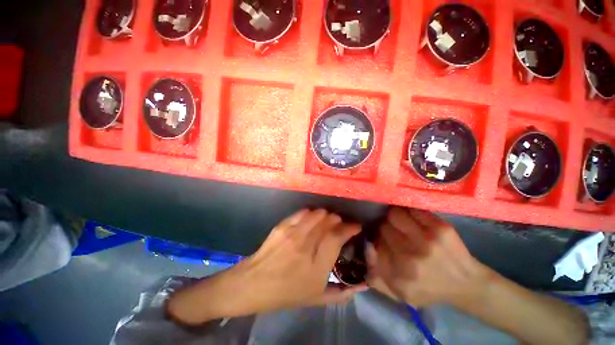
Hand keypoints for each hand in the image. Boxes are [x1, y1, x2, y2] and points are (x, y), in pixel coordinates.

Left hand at [235, 208, 366, 309]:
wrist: (253, 284)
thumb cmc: (286, 293)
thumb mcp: (316, 299)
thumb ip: (342, 293)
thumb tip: (363, 285)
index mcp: (316, 267)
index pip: (337, 237)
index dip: (349, 228)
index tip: (355, 226)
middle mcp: (306, 246)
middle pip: (328, 222)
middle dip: (338, 220)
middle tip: (340, 224)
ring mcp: (292, 233)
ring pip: (317, 214)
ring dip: (326, 215)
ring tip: (327, 220)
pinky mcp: (283, 226)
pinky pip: (302, 212)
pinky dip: (311, 213)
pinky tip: (312, 218)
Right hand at [366, 207, 488, 307]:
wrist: (467, 284)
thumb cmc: (428, 289)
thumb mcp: (398, 292)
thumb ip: (375, 276)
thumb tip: (367, 247)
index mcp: (398, 275)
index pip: (374, 243)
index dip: (377, 239)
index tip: (382, 241)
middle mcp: (411, 257)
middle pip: (383, 227)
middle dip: (385, 228)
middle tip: (394, 232)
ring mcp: (427, 240)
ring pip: (394, 214)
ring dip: (395, 218)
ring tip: (402, 224)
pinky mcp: (440, 227)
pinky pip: (413, 209)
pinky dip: (410, 212)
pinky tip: (413, 219)